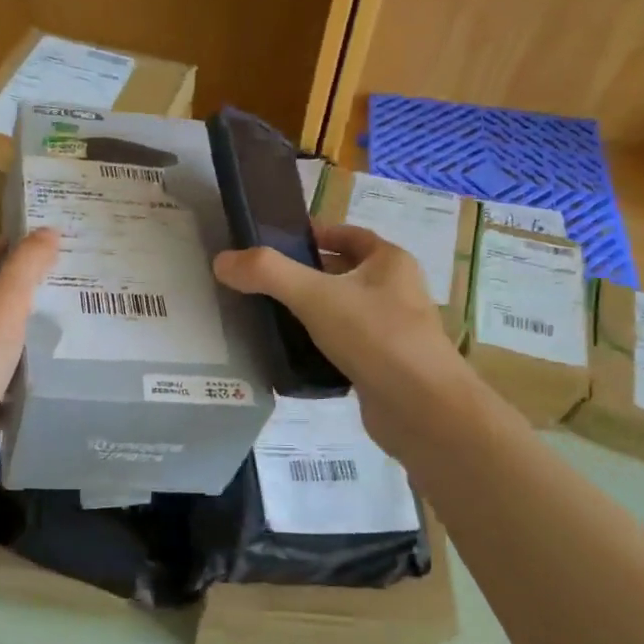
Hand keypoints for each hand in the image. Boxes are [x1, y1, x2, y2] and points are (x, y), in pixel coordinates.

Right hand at [214, 223, 466, 452]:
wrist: (422, 409)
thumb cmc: (376, 337)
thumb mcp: (315, 296)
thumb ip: (268, 274)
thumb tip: (222, 261)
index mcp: (390, 262)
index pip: (348, 235)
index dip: (314, 234)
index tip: (276, 243)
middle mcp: (396, 292)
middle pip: (343, 274)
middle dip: (306, 276)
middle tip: (262, 283)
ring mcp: (391, 332)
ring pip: (342, 313)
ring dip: (311, 314)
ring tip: (268, 318)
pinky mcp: (382, 368)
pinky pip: (343, 348)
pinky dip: (319, 348)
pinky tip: (291, 357)